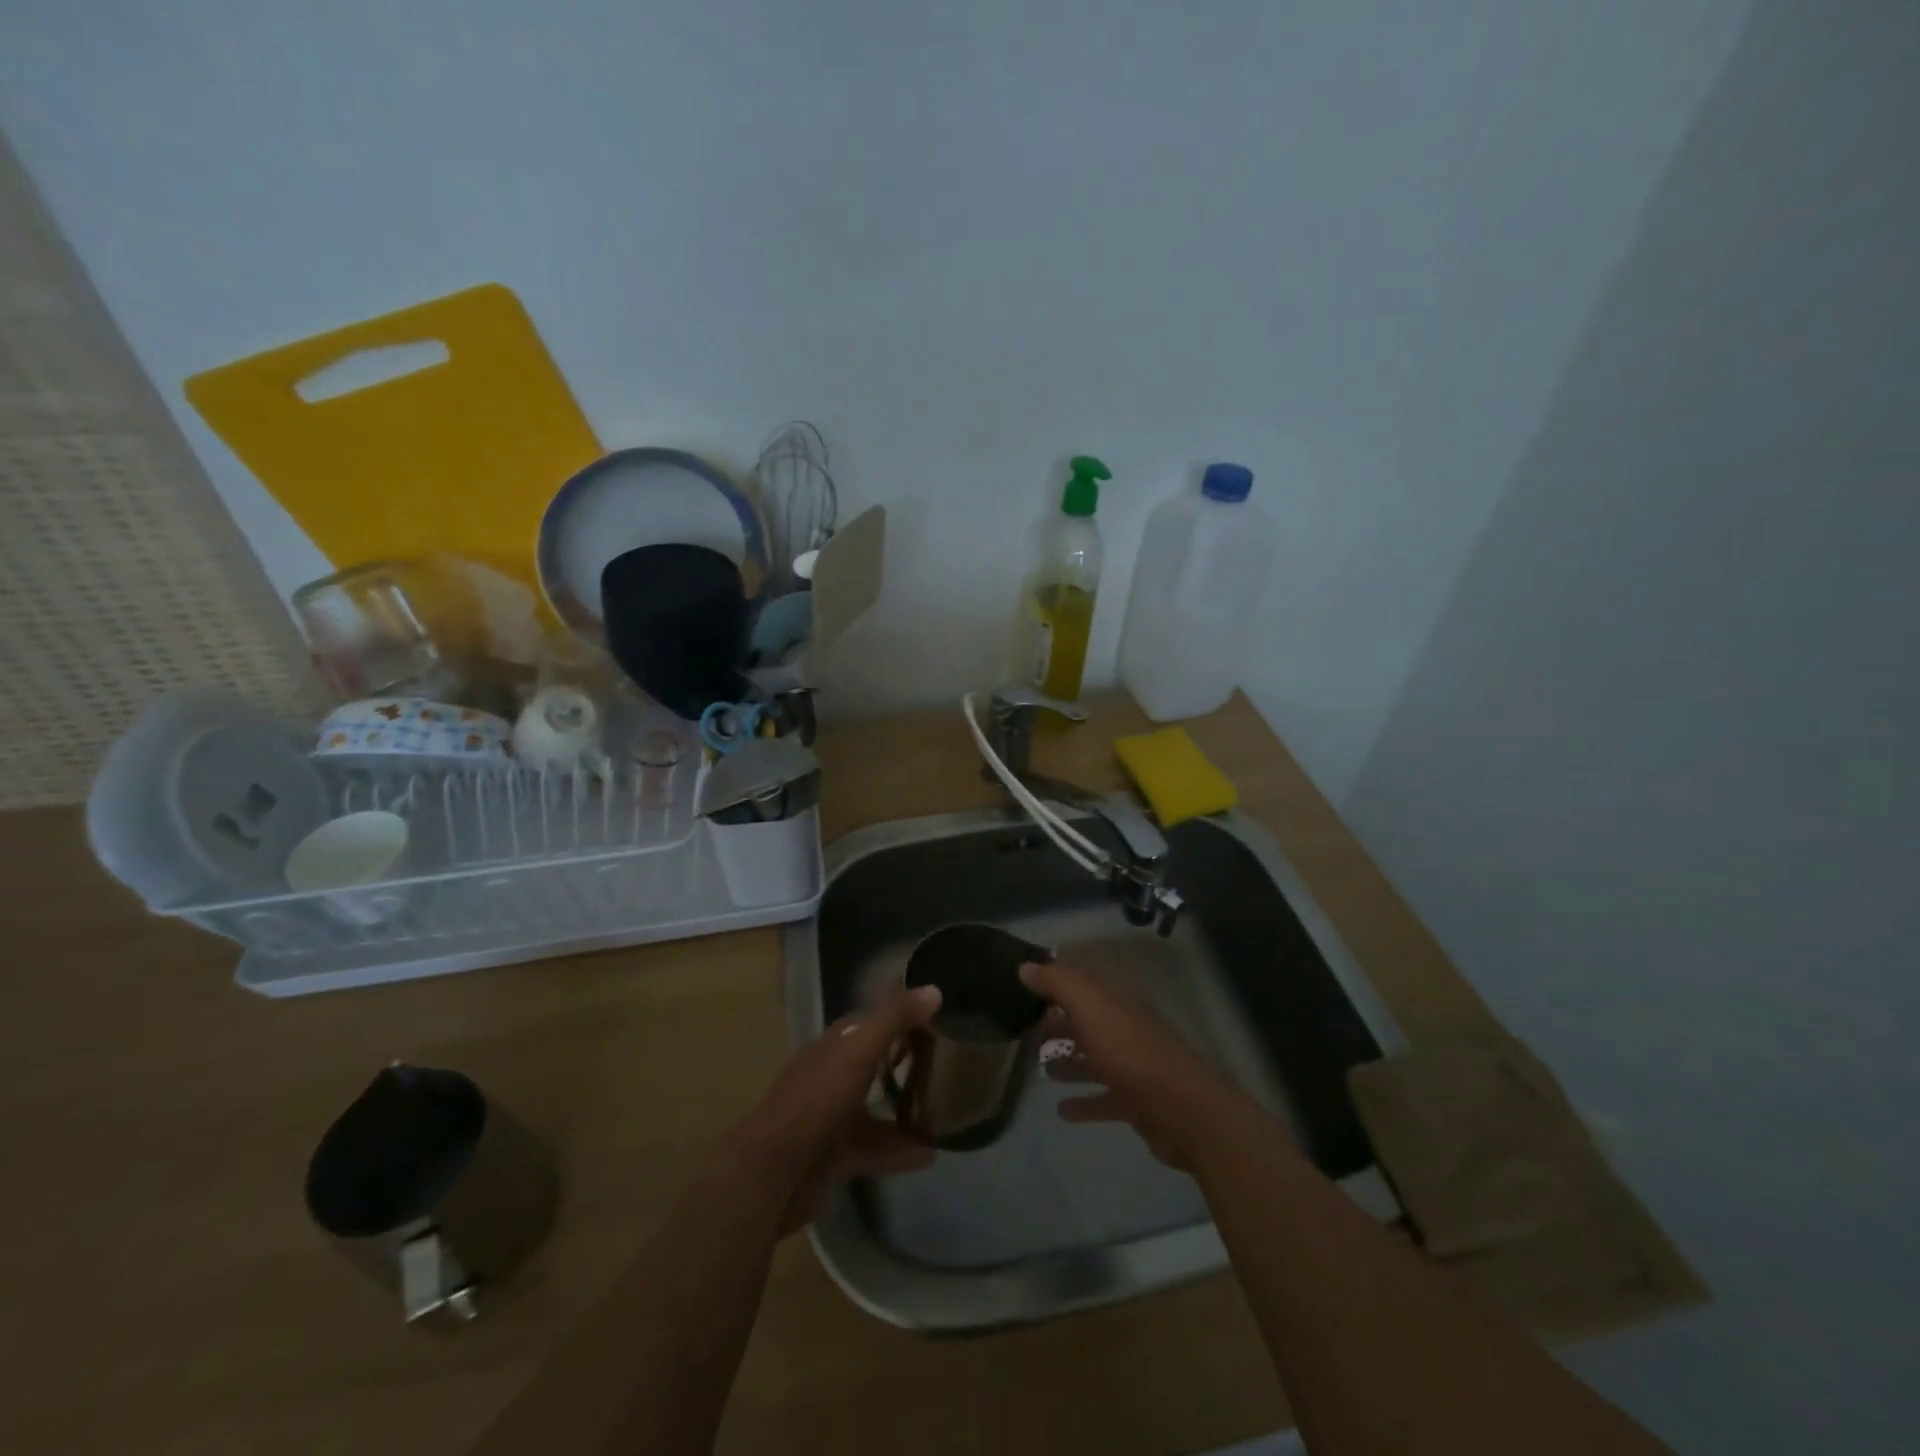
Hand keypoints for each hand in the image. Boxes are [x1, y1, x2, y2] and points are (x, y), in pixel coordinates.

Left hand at [724, 985, 942, 1232]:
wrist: (772, 1174)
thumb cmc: (817, 1101)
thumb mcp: (859, 1051)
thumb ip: (895, 1018)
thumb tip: (934, 989)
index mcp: (832, 1047)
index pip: (866, 1022)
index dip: (897, 1016)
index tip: (933, 1017)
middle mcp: (829, 1077)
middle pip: (870, 1063)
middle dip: (902, 1062)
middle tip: (944, 1063)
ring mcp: (830, 1118)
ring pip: (873, 1108)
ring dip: (905, 1109)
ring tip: (945, 1112)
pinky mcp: (834, 1157)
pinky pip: (874, 1148)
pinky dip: (900, 1150)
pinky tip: (930, 1154)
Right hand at [1021, 960, 1245, 1170]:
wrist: (1182, 1110)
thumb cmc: (1130, 1052)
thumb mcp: (1090, 1007)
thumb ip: (1058, 983)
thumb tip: (1025, 966)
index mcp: (1115, 1003)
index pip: (1081, 986)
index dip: (1053, 986)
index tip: (1023, 992)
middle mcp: (1123, 1029)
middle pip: (1085, 1023)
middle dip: (1057, 1026)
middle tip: (1024, 1036)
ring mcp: (1132, 1067)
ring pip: (1093, 1060)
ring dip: (1068, 1064)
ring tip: (1039, 1070)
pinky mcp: (1136, 1102)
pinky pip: (1103, 1099)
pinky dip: (1083, 1103)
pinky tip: (1061, 1111)